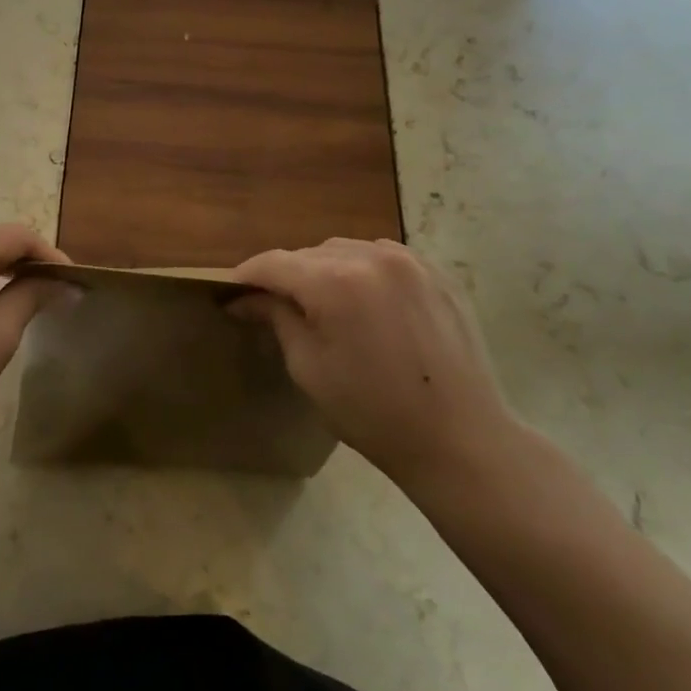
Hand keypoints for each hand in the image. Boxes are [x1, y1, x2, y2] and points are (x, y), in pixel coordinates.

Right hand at [232, 238, 517, 492]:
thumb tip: (245, 299)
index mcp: (336, 281)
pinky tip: (362, 303)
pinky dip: (361, 272)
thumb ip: (276, 318)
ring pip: (345, 251)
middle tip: (271, 306)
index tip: (228, 294)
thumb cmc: (373, 413)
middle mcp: (372, 256)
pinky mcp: (436, 273)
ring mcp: (410, 261)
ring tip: (320, 305)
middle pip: (309, 254)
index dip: (245, 276)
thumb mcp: (309, 368)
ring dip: (323, 270)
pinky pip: (382, 258)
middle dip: (285, 276)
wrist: (461, 439)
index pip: (273, 263)